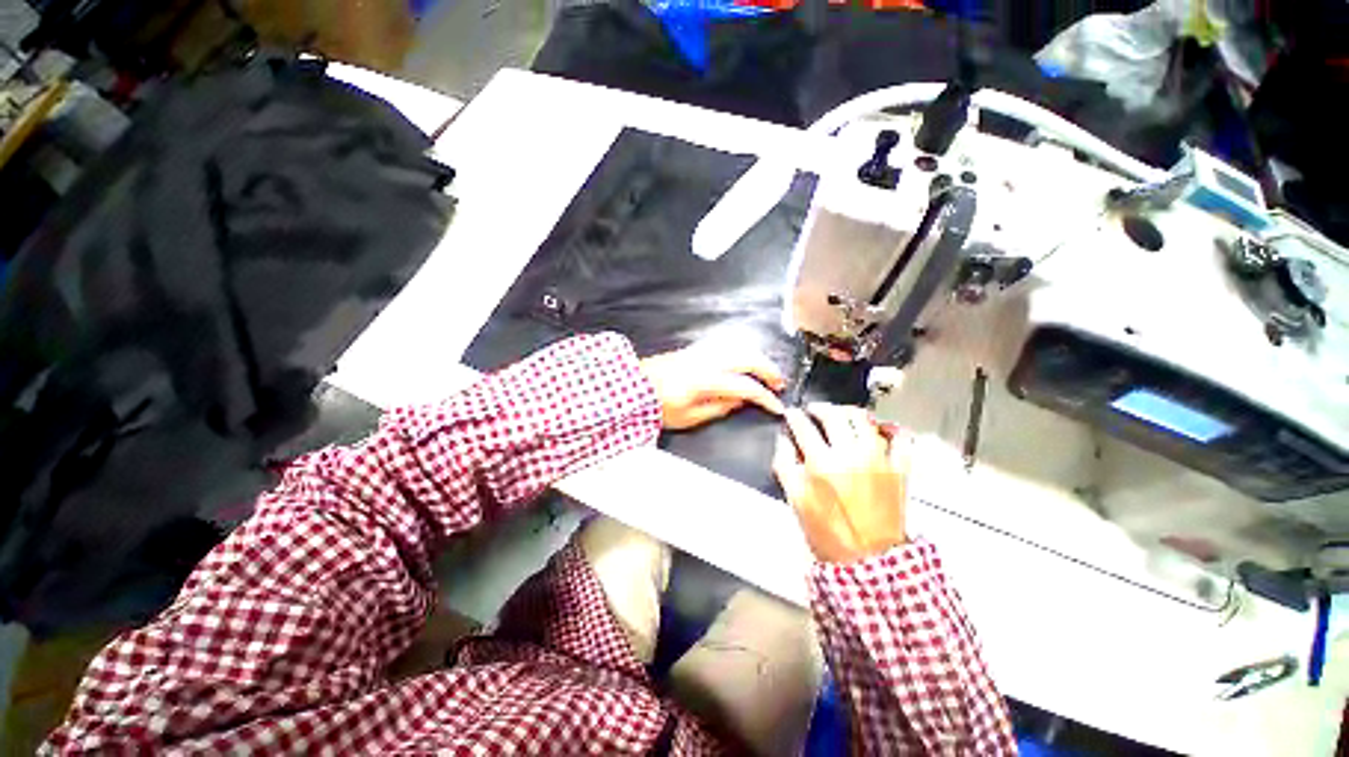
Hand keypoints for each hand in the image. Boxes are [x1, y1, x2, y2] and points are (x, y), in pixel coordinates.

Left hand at [640, 345, 785, 429]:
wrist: (635, 386)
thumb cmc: (660, 407)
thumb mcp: (689, 417)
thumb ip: (718, 408)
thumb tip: (741, 400)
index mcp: (707, 380)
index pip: (745, 386)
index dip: (765, 397)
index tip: (777, 407)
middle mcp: (708, 361)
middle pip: (747, 359)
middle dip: (768, 370)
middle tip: (779, 384)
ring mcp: (702, 352)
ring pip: (739, 347)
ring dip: (757, 358)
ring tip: (766, 373)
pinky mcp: (696, 349)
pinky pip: (727, 346)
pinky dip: (742, 353)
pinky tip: (745, 362)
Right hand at [773, 403, 908, 563]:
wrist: (868, 559)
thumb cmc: (828, 532)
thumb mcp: (795, 500)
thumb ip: (785, 465)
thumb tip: (783, 441)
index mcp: (822, 463)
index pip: (803, 426)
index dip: (794, 416)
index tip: (791, 415)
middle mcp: (851, 454)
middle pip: (833, 415)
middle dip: (819, 408)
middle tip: (813, 411)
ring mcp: (879, 459)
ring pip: (864, 419)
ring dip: (848, 412)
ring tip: (841, 415)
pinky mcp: (899, 468)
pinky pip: (901, 438)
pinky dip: (891, 428)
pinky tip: (880, 428)